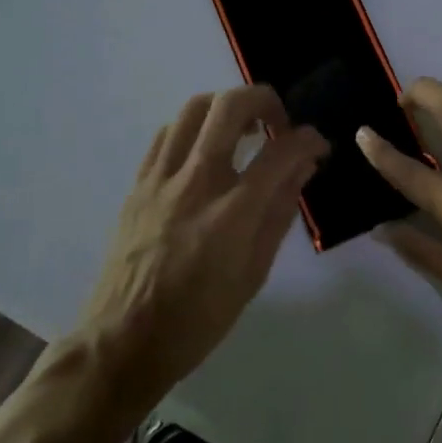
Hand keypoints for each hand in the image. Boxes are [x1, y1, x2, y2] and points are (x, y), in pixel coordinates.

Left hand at [75, 85, 328, 412]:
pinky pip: (167, 132)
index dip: (309, 139)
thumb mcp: (254, 274)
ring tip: (243, 130)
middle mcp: (196, 182)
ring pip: (195, 108)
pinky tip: (205, 149)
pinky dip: (195, 127)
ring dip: (227, 107)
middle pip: (231, 106)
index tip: (318, 145)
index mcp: (232, 212)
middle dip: (265, 100)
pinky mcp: (139, 183)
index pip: (281, 151)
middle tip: (278, 123)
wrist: (123, 342)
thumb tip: (303, 168)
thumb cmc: (198, 319)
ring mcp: (162, 178)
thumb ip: (280, 213)